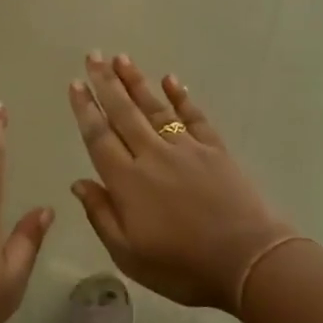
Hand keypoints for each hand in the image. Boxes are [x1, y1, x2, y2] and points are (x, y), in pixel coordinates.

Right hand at [68, 53, 296, 313]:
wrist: (247, 261)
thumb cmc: (182, 266)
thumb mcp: (129, 254)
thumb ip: (101, 215)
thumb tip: (78, 182)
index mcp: (127, 181)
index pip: (99, 137)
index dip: (85, 109)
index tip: (75, 84)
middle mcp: (152, 155)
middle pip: (123, 113)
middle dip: (105, 83)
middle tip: (93, 56)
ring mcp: (186, 148)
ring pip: (154, 107)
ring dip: (136, 81)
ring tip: (121, 58)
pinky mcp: (215, 149)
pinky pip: (194, 115)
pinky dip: (181, 96)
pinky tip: (171, 80)